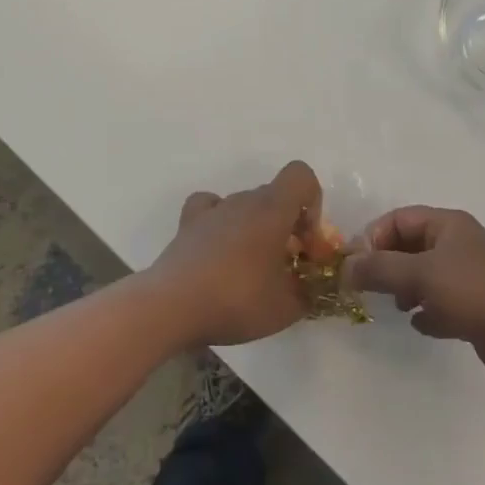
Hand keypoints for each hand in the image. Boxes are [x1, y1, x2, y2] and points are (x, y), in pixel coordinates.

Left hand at [149, 161, 324, 347]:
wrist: (172, 307)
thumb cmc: (236, 300)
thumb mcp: (286, 309)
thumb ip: (308, 294)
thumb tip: (311, 289)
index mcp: (272, 209)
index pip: (301, 175)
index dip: (312, 201)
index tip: (306, 239)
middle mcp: (243, 199)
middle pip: (275, 196)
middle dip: (287, 224)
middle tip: (285, 265)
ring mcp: (213, 209)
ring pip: (246, 205)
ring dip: (256, 227)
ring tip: (251, 268)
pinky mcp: (188, 224)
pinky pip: (211, 207)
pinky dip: (221, 220)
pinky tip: (220, 247)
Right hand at [346, 207, 484, 387]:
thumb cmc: (476, 293)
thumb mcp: (421, 275)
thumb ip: (380, 269)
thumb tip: (345, 267)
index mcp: (448, 225)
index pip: (399, 219)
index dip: (373, 237)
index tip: (354, 265)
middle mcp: (457, 245)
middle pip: (410, 246)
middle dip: (386, 265)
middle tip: (365, 287)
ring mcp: (468, 277)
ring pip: (424, 276)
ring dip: (405, 289)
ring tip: (396, 307)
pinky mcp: (476, 308)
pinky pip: (441, 303)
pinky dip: (427, 312)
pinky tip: (421, 325)